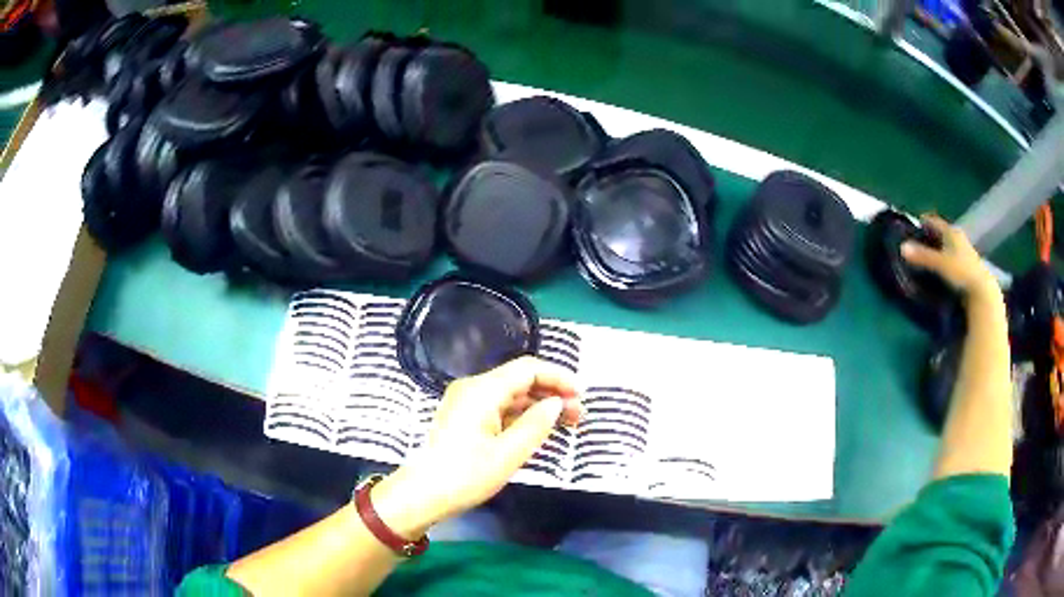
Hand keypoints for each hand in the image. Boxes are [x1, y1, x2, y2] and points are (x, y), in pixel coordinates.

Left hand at [371, 357, 582, 537]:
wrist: (422, 495)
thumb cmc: (465, 476)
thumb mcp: (507, 454)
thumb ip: (535, 425)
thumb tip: (557, 403)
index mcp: (482, 391)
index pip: (528, 369)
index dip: (558, 378)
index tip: (582, 395)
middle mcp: (473, 389)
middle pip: (520, 380)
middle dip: (552, 393)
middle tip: (579, 415)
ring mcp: (467, 403)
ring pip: (511, 395)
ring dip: (538, 406)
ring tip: (566, 423)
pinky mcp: (464, 418)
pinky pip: (499, 408)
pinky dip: (521, 416)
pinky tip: (538, 430)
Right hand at [901, 214, 1000, 304]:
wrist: (982, 292)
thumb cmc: (961, 272)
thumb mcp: (940, 264)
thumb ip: (922, 256)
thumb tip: (901, 247)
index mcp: (951, 231)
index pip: (933, 221)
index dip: (922, 222)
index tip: (911, 228)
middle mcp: (958, 238)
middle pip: (941, 234)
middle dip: (929, 238)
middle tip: (916, 246)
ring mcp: (964, 252)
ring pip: (947, 247)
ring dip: (938, 251)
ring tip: (926, 260)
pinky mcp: (967, 267)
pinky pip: (952, 259)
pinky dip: (945, 262)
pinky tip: (940, 272)